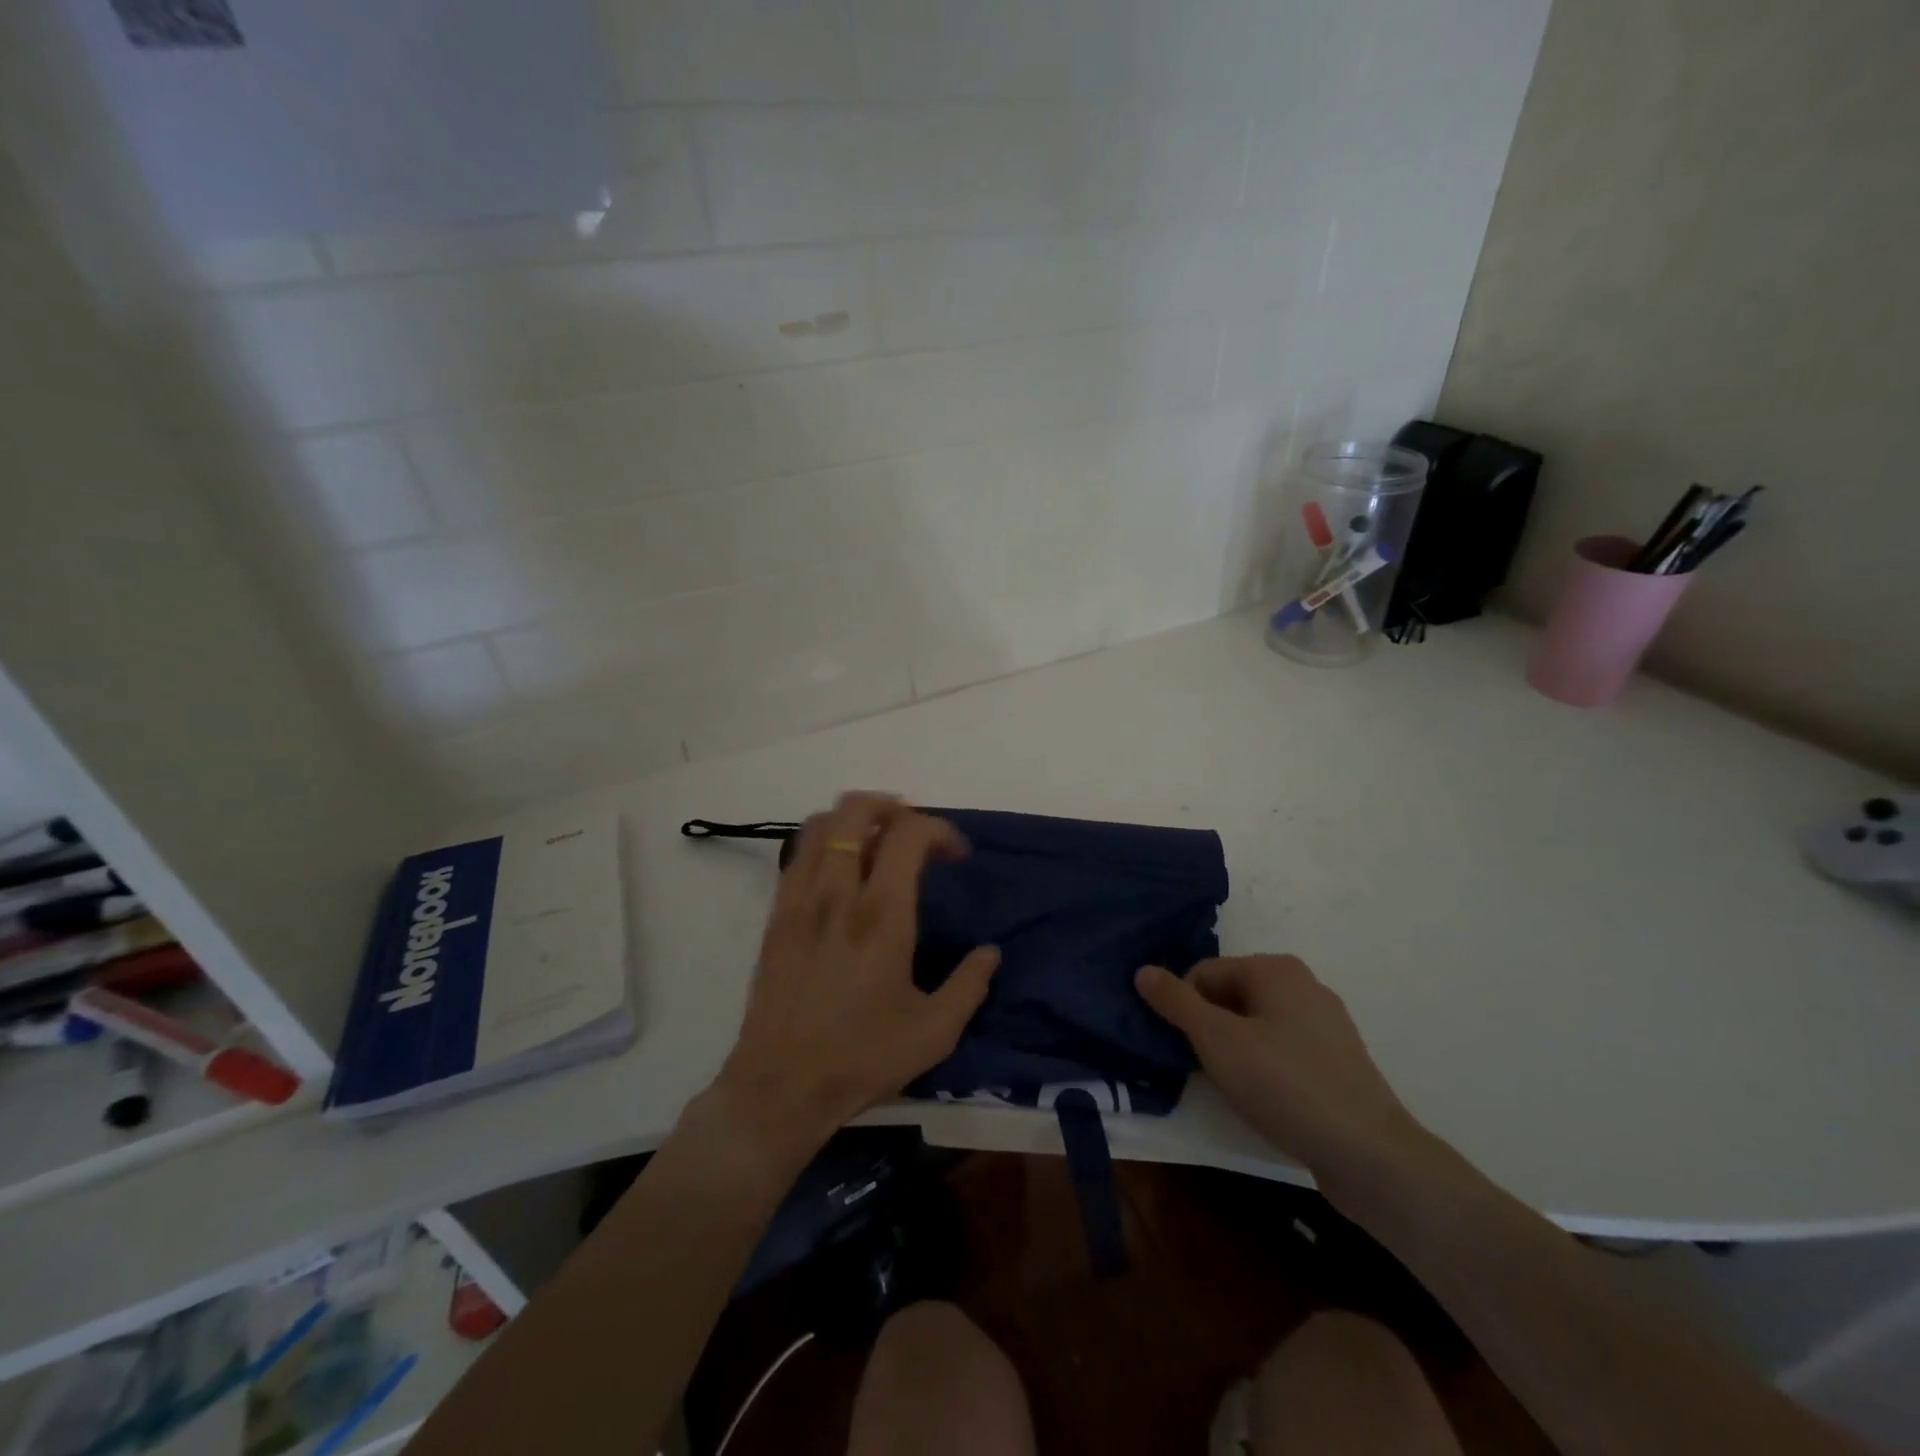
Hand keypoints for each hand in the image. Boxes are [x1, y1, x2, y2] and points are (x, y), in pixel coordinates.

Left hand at [713, 792, 999, 1160]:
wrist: (779, 1088)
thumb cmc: (862, 1058)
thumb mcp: (935, 1031)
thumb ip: (970, 985)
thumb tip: (990, 952)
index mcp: (881, 915)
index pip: (908, 834)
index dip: (939, 829)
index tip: (957, 855)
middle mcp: (837, 894)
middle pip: (855, 811)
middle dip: (891, 806)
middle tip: (915, 832)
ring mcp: (800, 901)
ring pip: (820, 825)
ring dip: (855, 820)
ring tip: (879, 842)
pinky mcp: (776, 917)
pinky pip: (799, 855)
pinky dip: (825, 843)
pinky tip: (842, 872)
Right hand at [1135, 956, 1425, 1188]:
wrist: (1371, 1156)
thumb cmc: (1286, 1086)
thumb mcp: (1218, 1041)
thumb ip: (1177, 1003)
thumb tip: (1143, 970)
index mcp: (1275, 969)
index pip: (1204, 973)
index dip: (1185, 1008)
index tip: (1182, 1049)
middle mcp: (1303, 984)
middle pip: (1230, 996)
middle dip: (1209, 1028)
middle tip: (1204, 1069)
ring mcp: (1326, 1023)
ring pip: (1256, 1024)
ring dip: (1234, 1050)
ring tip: (1233, 1087)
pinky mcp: (1338, 1061)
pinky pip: (1283, 1049)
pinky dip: (1264, 1066)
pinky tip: (1266, 1099)